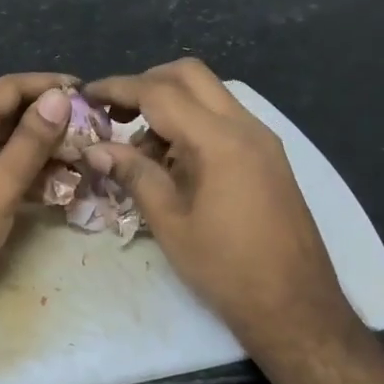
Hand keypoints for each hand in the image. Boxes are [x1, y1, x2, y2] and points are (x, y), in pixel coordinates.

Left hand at [0, 72, 76, 334]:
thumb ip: (30, 141)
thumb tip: (59, 97)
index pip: (11, 87)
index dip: (49, 85)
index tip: (88, 91)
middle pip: (10, 113)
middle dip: (51, 120)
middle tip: (94, 131)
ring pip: (8, 144)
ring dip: (43, 150)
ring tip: (85, 159)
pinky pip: (0, 170)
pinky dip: (28, 174)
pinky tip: (60, 187)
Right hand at [84, 59, 350, 340]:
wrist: (297, 308)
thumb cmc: (227, 269)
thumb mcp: (170, 222)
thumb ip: (134, 175)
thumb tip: (95, 149)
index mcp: (219, 140)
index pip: (160, 93)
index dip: (118, 88)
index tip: (87, 94)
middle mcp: (246, 127)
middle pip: (190, 75)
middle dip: (147, 83)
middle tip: (115, 112)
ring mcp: (263, 140)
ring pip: (210, 94)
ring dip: (171, 104)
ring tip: (141, 148)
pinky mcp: (269, 157)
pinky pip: (224, 119)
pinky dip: (193, 123)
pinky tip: (173, 161)